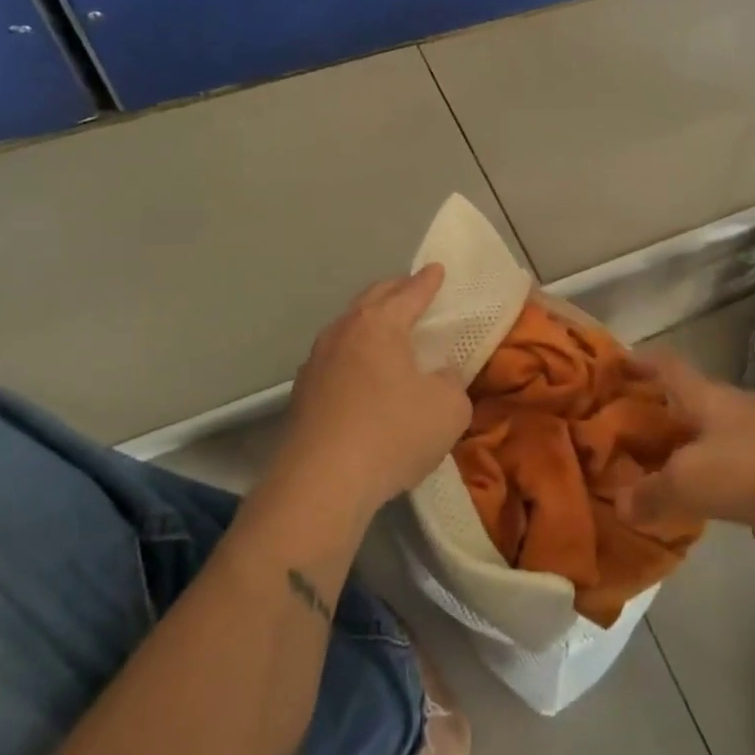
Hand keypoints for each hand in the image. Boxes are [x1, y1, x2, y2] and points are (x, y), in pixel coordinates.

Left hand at [281, 265, 470, 516]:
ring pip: (348, 327)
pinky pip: (335, 359)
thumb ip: (451, 383)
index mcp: (380, 324)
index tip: (437, 269)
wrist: (321, 484)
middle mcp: (343, 332)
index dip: (428, 281)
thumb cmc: (393, 434)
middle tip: (413, 290)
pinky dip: (354, 355)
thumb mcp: (449, 409)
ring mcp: (316, 361)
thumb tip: (439, 376)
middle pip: (372, 299)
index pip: (410, 293)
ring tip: (388, 331)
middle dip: (395, 291)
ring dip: (370, 323)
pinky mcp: (302, 393)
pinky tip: (362, 374)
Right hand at [617, 353, 754, 538]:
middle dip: (666, 417)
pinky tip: (753, 524)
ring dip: (706, 455)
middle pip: (693, 402)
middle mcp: (734, 405)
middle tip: (637, 438)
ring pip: (726, 437)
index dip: (639, 361)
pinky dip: (750, 492)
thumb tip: (619, 504)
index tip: (618, 364)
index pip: (664, 365)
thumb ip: (652, 494)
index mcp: (703, 397)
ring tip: (686, 485)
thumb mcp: (691, 483)